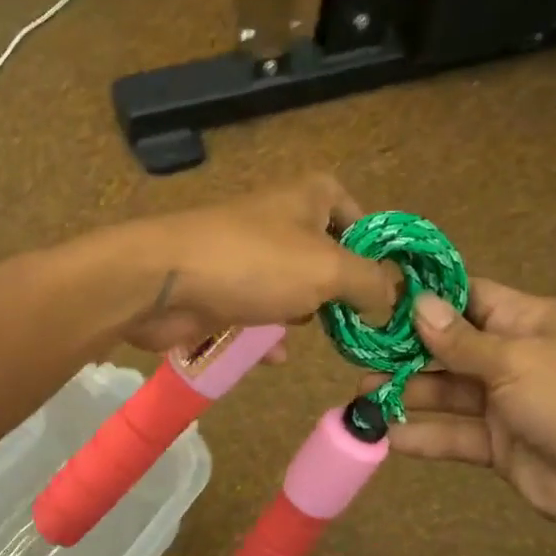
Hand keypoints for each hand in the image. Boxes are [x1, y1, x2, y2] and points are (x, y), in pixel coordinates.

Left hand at [113, 175, 400, 354]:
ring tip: (326, 341)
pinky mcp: (222, 290)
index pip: (358, 215)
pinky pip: (255, 315)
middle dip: (341, 290)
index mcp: (309, 198)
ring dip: (304, 315)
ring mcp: (247, 258)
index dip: (376, 249)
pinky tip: (277, 357)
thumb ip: (371, 282)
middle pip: (326, 257)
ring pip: (290, 288)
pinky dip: (267, 335)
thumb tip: (394, 296)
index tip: (390, 288)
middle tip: (361, 323)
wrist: (162, 282)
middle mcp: (280, 221)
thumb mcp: (329, 269)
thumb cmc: (254, 263)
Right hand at [375, 281, 555, 538]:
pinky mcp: (497, 445)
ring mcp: (504, 403)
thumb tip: (418, 303)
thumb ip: (460, 340)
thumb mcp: (516, 361)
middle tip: (357, 358)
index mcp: (527, 322)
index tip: (378, 298)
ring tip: (360, 399)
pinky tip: (384, 437)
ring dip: (405, 395)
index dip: (427, 298)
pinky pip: (453, 435)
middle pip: (448, 349)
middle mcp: (512, 358)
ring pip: (445, 394)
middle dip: (404, 354)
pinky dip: (421, 436)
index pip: (469, 299)